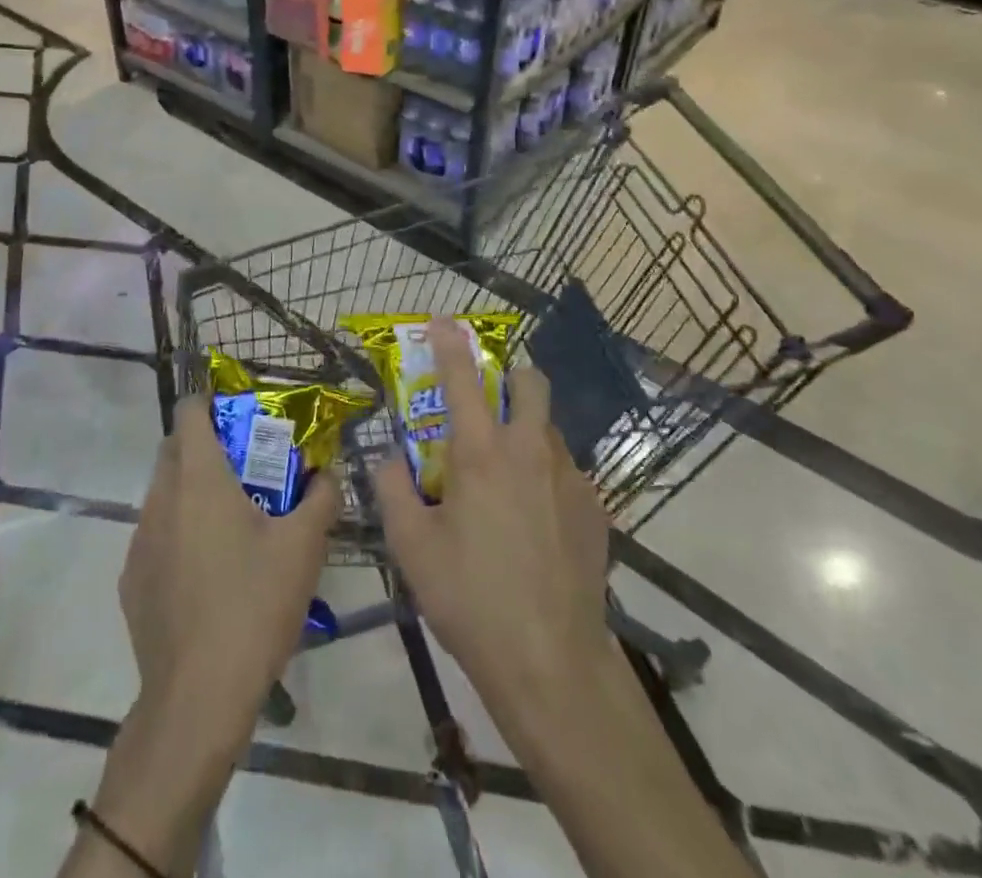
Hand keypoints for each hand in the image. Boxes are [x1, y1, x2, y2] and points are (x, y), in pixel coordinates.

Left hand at [119, 395, 340, 748]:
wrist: (197, 698)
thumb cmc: (254, 606)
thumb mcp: (304, 548)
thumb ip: (321, 498)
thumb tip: (328, 473)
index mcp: (199, 479)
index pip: (190, 411)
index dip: (211, 402)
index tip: (241, 416)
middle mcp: (161, 499)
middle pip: (174, 448)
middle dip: (206, 444)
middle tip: (247, 466)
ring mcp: (140, 540)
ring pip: (163, 492)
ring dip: (192, 490)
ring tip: (232, 522)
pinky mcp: (132, 580)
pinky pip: (156, 535)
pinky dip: (179, 532)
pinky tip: (208, 572)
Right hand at [372, 318, 612, 736]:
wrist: (551, 662)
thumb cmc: (470, 599)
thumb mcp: (412, 547)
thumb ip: (393, 491)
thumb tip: (387, 459)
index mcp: (480, 453)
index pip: (462, 377)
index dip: (450, 341)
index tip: (444, 319)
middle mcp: (529, 451)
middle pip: (529, 383)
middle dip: (510, 374)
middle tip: (488, 398)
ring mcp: (569, 477)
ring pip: (548, 428)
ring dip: (526, 429)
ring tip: (506, 476)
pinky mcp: (595, 508)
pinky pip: (566, 471)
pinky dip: (545, 475)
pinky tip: (534, 520)